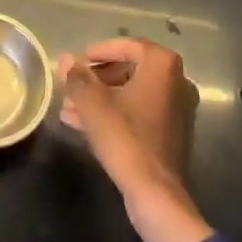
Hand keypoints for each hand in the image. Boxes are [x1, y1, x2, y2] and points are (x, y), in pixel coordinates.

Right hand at [58, 38, 214, 241]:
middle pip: (128, 70)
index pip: (126, 45)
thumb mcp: (93, 104)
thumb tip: (64, 58)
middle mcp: (176, 81)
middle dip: (97, 79)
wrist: (155, 195)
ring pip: (131, 94)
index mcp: (162, 65)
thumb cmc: (125, 138)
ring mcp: (177, 109)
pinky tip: (84, 125)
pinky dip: (115, 114)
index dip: (98, 52)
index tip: (78, 62)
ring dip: (101, 98)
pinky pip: (139, 113)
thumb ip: (77, 77)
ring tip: (70, 108)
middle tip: (73, 86)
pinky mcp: (172, 134)